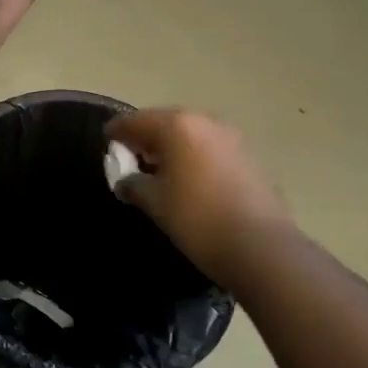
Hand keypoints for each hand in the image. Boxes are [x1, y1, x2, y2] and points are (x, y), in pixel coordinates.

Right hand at [106, 109, 292, 287]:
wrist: (261, 247)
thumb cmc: (197, 219)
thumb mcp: (155, 203)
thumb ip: (133, 184)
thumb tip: (126, 180)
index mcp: (177, 126)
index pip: (136, 121)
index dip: (117, 132)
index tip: (106, 142)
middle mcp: (205, 122)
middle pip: (166, 123)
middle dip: (146, 138)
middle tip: (131, 157)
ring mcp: (232, 137)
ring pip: (191, 134)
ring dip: (173, 147)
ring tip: (159, 171)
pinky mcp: (250, 157)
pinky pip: (211, 148)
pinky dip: (195, 157)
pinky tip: (189, 180)